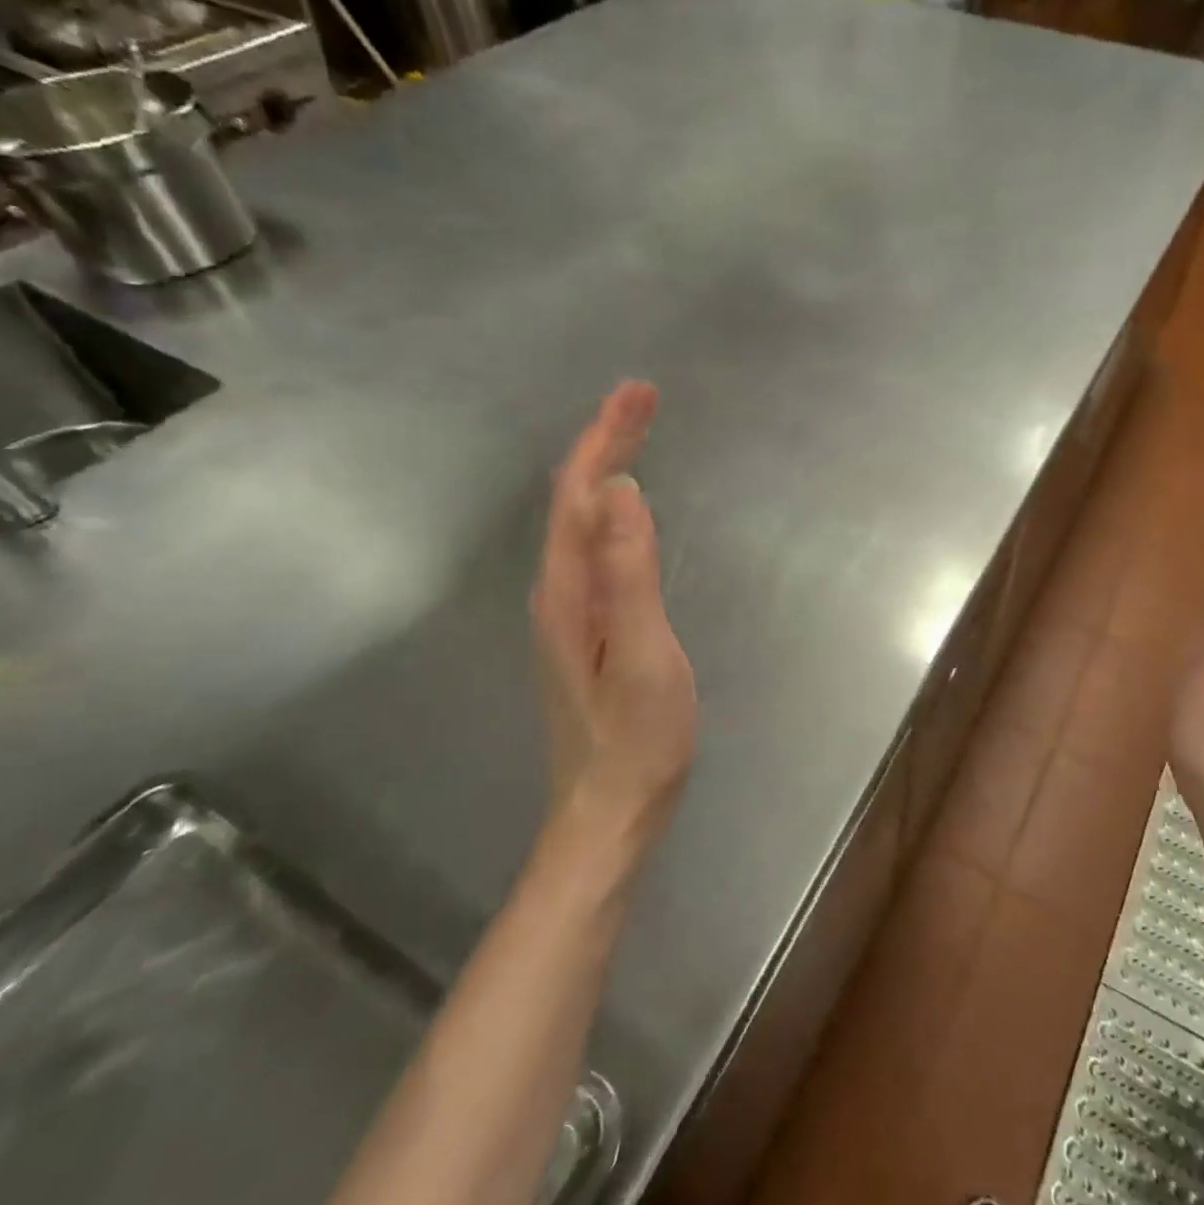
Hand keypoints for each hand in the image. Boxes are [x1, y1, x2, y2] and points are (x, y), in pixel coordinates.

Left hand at [532, 382, 696, 847]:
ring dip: (606, 469)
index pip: (579, 493)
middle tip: (643, 399)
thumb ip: (630, 573)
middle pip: (574, 499)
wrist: (610, 811)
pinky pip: (594, 546)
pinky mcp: (587, 627)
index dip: (606, 437)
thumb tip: (621, 491)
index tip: (638, 393)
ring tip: (636, 434)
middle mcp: (559, 591)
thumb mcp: (644, 654)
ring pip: (582, 521)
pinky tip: (627, 509)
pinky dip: (611, 508)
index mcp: (568, 590)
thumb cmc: (636, 740)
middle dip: (606, 441)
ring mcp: (570, 612)